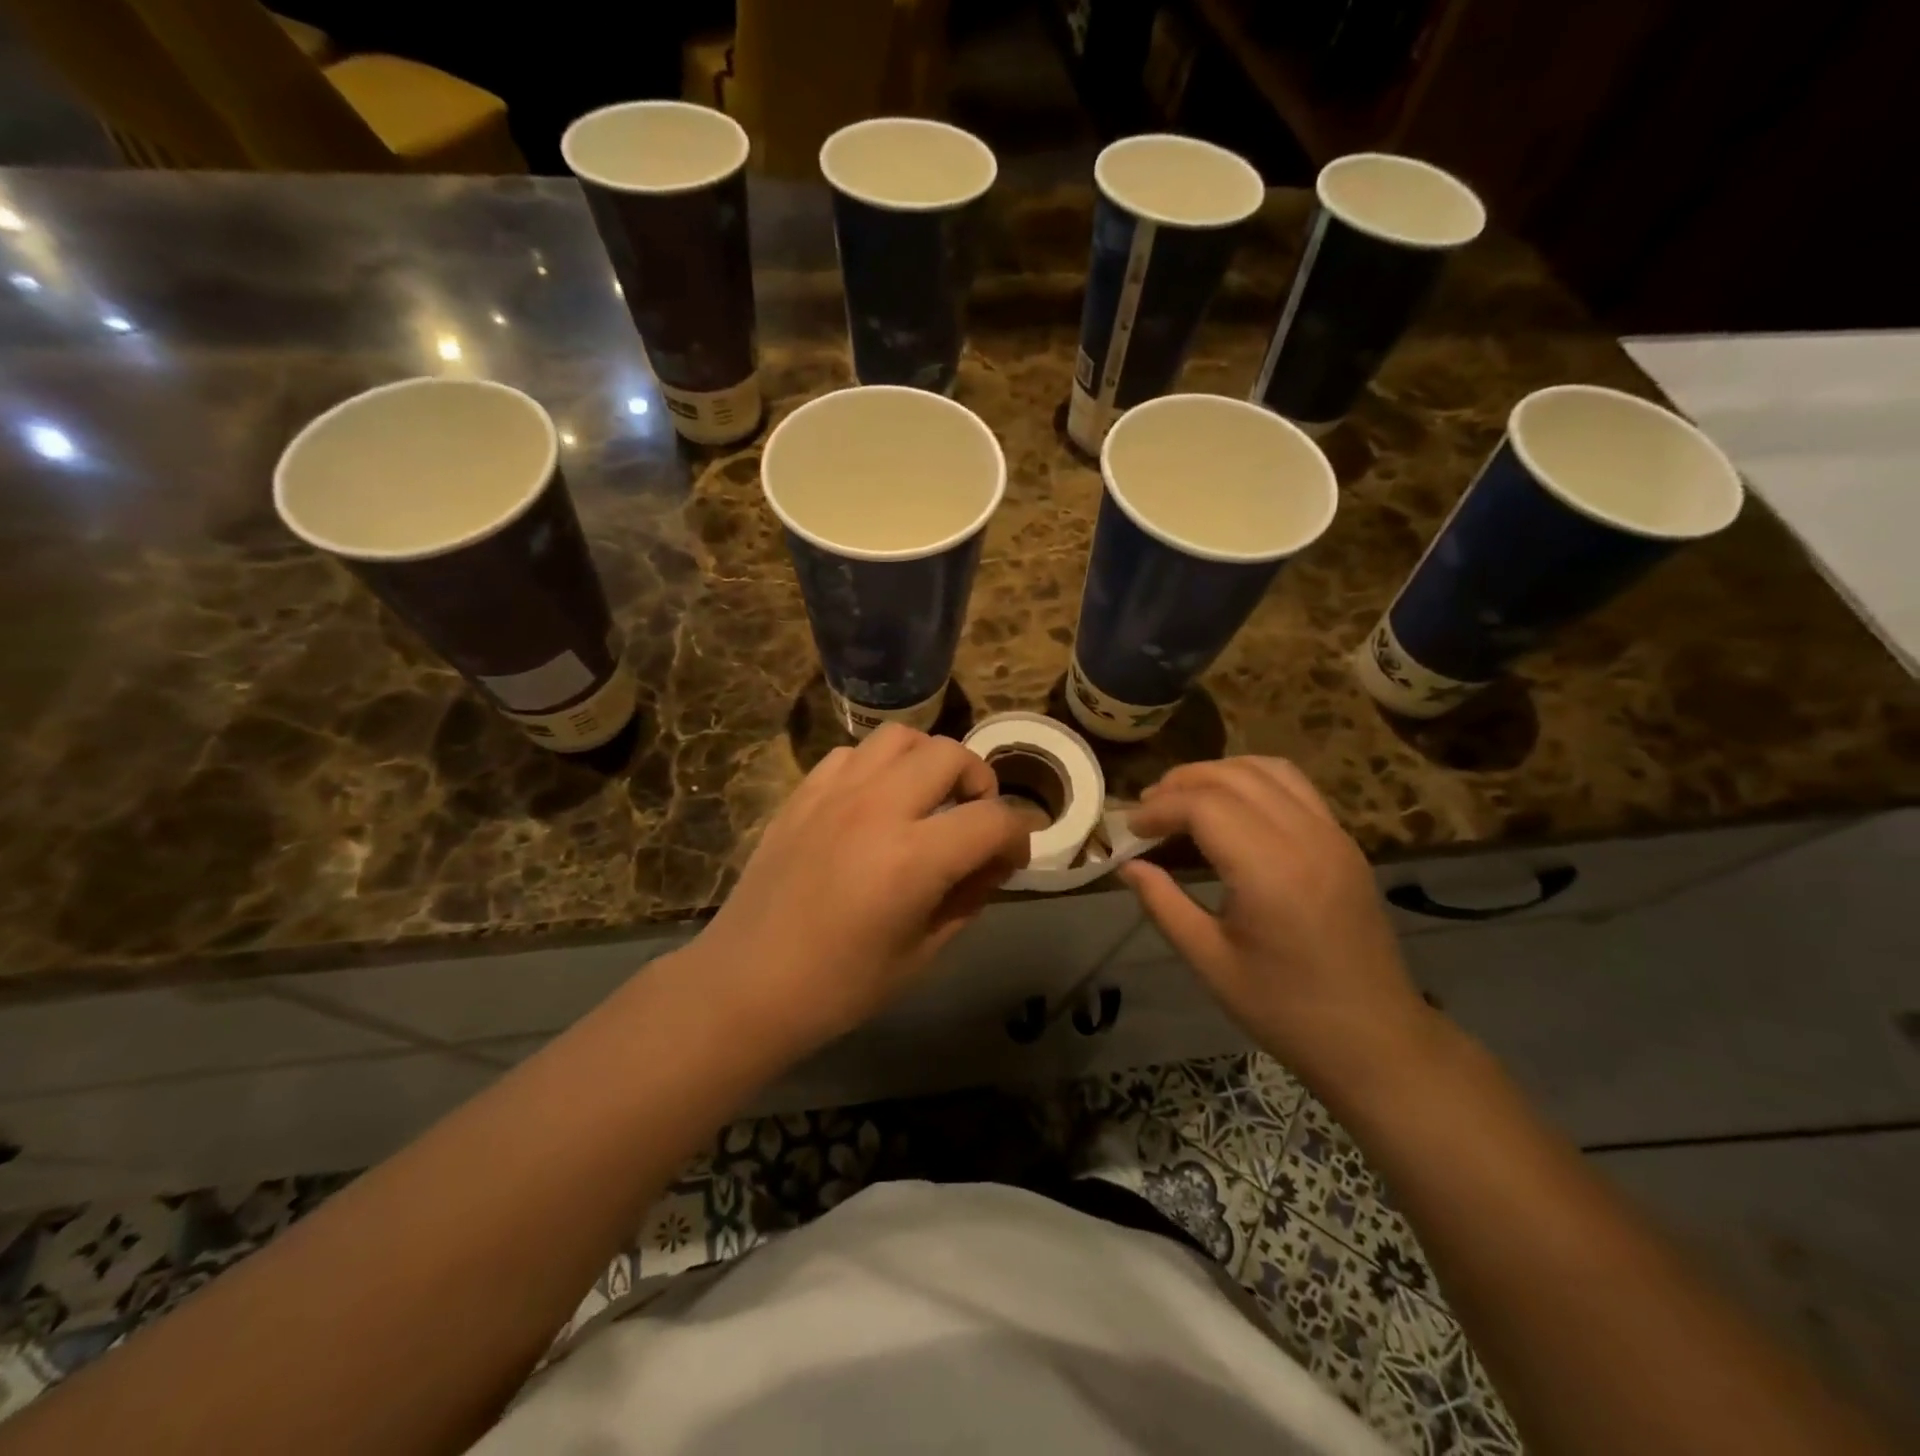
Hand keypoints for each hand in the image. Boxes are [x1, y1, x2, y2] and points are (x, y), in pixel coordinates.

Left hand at [691, 724, 1030, 1058]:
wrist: (747, 984)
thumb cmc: (840, 986)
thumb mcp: (923, 954)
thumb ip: (968, 898)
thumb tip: (992, 862)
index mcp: (913, 858)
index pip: (993, 820)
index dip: (1018, 836)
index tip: (1012, 859)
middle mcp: (878, 808)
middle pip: (951, 755)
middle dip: (980, 783)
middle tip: (974, 819)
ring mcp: (835, 793)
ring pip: (901, 737)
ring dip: (929, 761)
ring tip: (928, 797)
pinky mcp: (803, 794)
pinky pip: (853, 754)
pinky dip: (880, 766)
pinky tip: (876, 801)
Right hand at [1121, 758, 1438, 1096]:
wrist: (1375, 1039)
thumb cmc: (1285, 1009)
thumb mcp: (1210, 961)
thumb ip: (1163, 904)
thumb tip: (1127, 865)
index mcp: (1271, 870)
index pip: (1204, 805)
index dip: (1159, 809)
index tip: (1130, 830)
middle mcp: (1306, 837)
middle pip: (1233, 776)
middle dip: (1181, 783)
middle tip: (1147, 810)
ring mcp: (1332, 834)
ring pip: (1267, 769)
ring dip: (1217, 773)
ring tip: (1183, 799)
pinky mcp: (1345, 842)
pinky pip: (1295, 786)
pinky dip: (1253, 779)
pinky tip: (1230, 807)